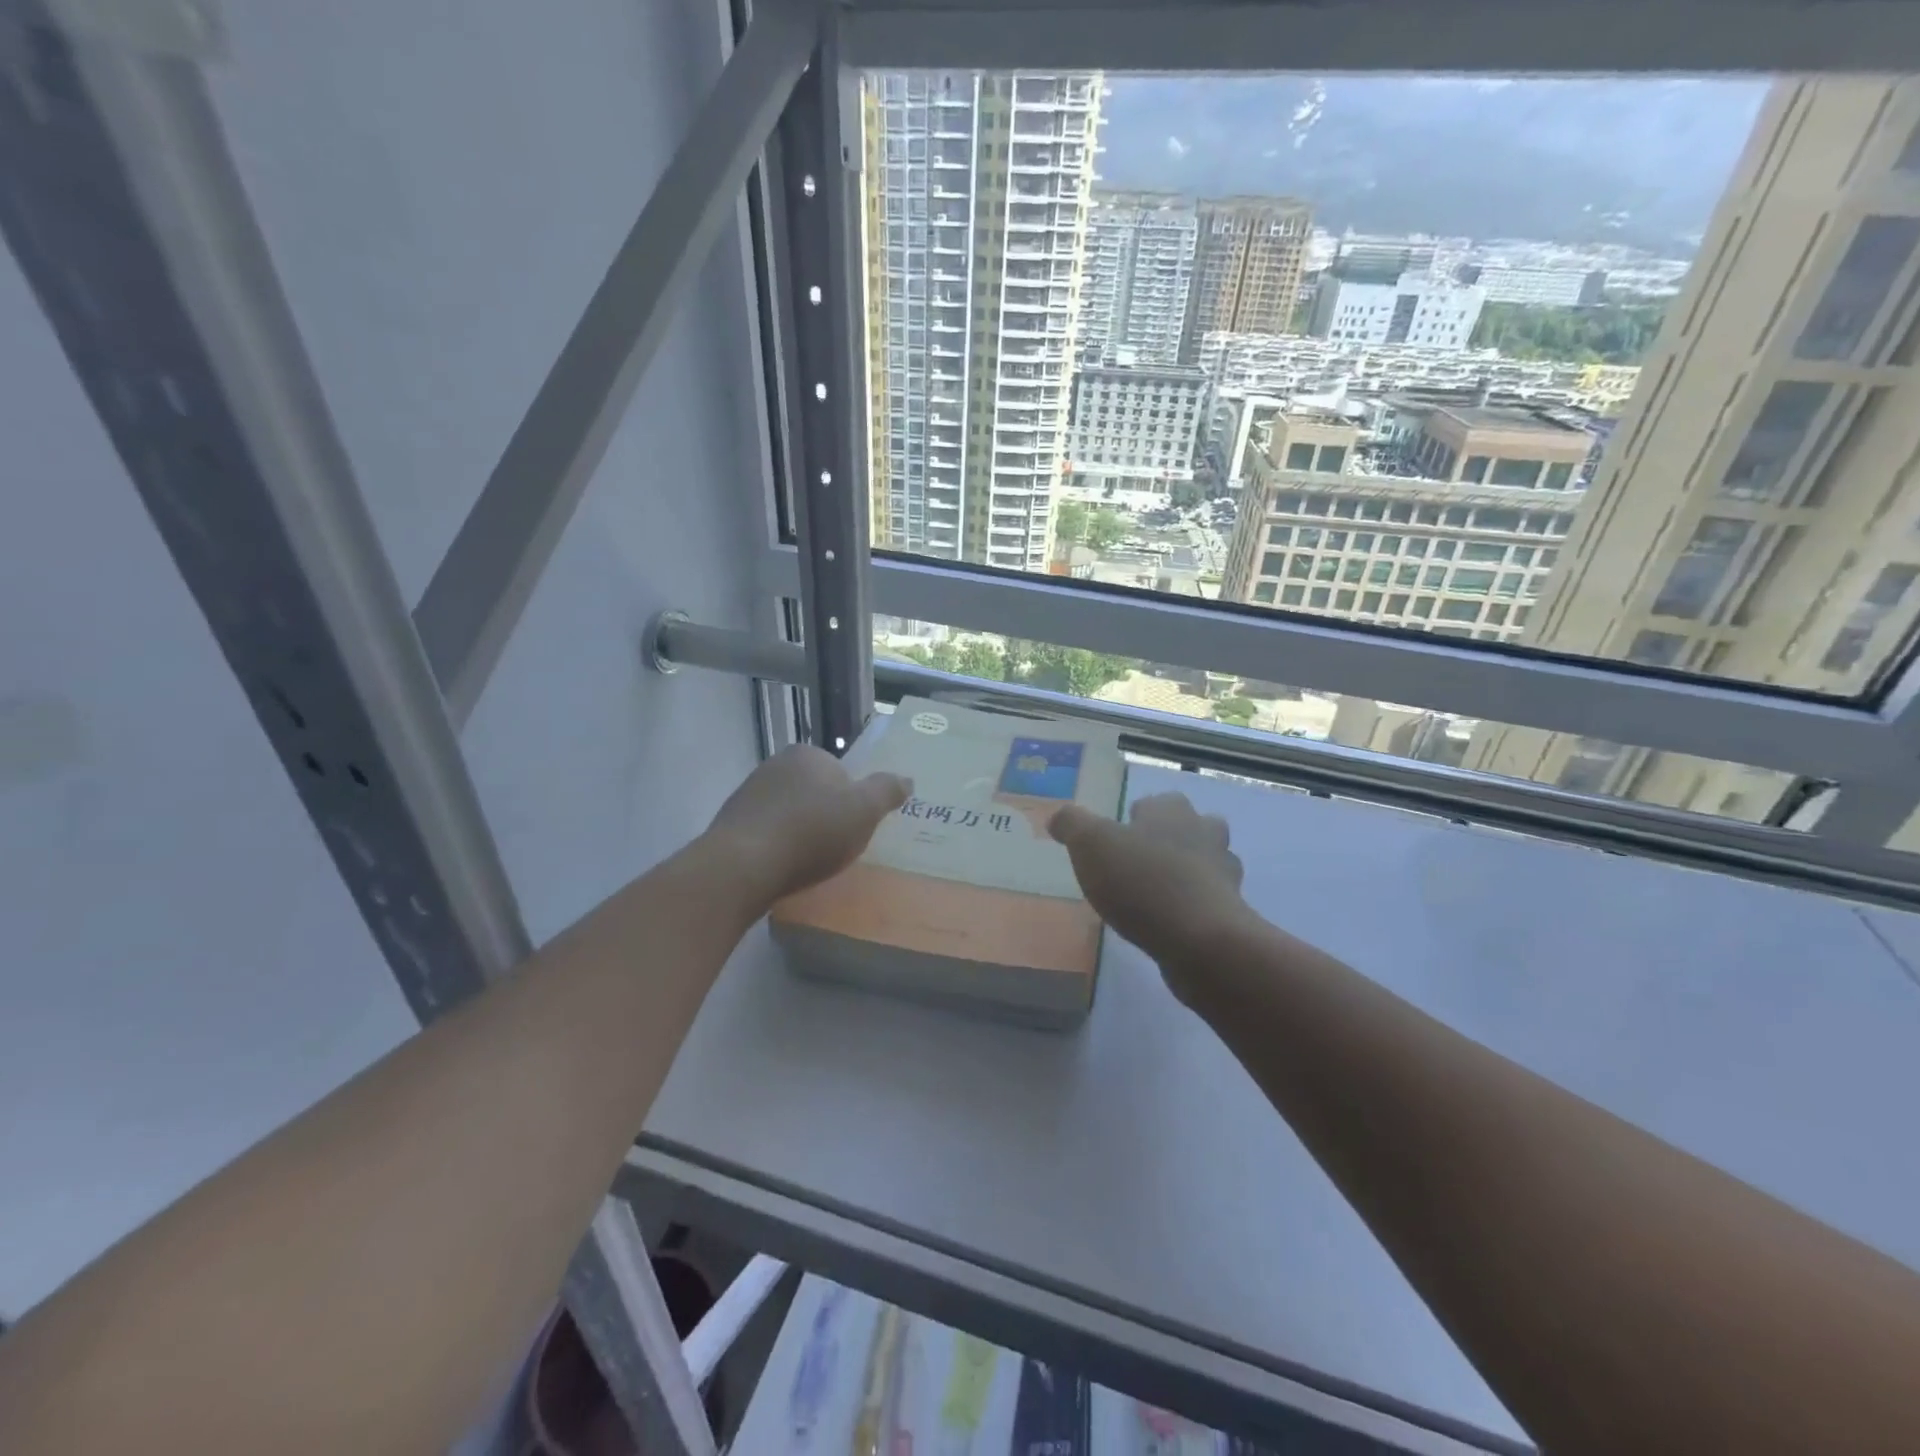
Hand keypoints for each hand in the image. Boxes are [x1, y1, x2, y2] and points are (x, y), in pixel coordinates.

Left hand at [705, 745, 910, 904]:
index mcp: (806, 754)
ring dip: (799, 833)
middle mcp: (774, 765)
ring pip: (788, 813)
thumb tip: (906, 779)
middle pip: (814, 791)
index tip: (854, 827)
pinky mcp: (730, 824)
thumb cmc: (811, 832)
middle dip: (825, 815)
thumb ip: (887, 791)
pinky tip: (782, 869)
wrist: (742, 866)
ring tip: (808, 863)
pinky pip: (766, 833)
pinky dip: (777, 848)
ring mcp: (747, 794)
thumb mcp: (864, 811)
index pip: (839, 772)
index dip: (852, 800)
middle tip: (836, 847)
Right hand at [1049, 793, 1247, 1001]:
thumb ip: (1072, 824)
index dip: (1136, 818)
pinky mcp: (1231, 910)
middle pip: (1188, 827)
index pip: (1155, 802)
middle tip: (1138, 864)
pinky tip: (1170, 924)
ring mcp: (1223, 872)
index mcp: (1171, 810)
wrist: (1200, 940)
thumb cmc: (1142, 881)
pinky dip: (1193, 908)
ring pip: (1205, 863)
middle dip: (1169, 841)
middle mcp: (1204, 832)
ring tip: (1153, 896)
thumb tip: (1058, 817)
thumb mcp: (1089, 844)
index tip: (1116, 839)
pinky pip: (1210, 901)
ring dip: (1186, 873)